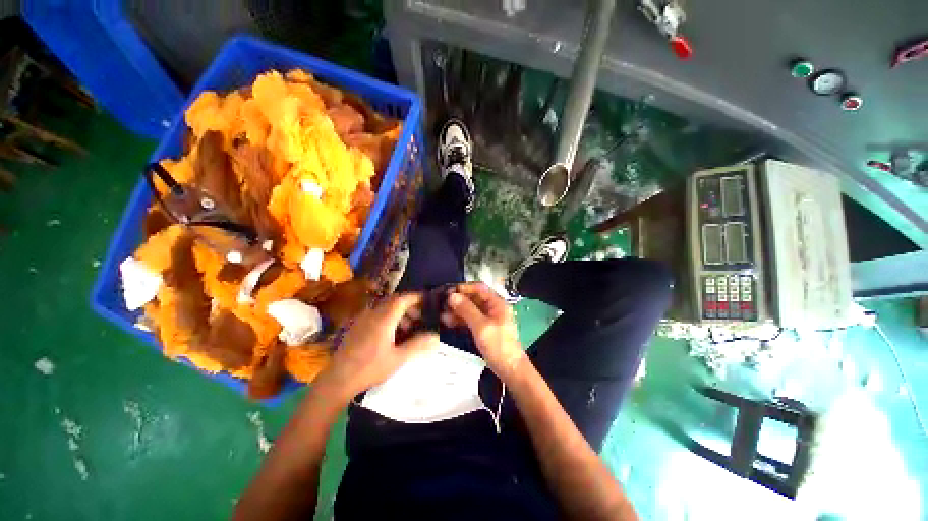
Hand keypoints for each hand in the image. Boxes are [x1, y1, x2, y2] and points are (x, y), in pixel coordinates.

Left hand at [323, 293, 437, 400]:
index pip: (402, 299)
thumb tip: (435, 336)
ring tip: (407, 328)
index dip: (415, 297)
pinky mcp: (356, 327)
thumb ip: (417, 345)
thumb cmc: (370, 368)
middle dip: (409, 306)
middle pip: (394, 301)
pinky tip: (390, 334)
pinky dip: (388, 318)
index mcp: (384, 319)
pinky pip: (376, 315)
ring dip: (398, 313)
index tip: (426, 300)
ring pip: (384, 308)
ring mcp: (362, 319)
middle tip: (419, 317)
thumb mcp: (398, 358)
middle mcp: (372, 314)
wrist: (338, 380)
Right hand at [444, 282, 525, 380]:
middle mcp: (493, 307)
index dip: (463, 287)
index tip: (449, 291)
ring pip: (470, 309)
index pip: (479, 287)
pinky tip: (449, 321)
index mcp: (497, 303)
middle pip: (473, 298)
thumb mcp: (481, 326)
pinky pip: (470, 319)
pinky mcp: (484, 328)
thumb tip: (452, 296)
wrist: (509, 369)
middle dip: (458, 300)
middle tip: (442, 304)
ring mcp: (488, 318)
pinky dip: (460, 319)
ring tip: (442, 314)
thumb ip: (467, 310)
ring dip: (457, 310)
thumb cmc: (499, 346)